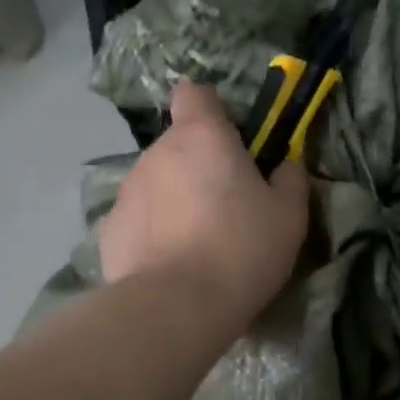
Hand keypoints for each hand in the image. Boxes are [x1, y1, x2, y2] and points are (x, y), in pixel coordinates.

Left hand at [99, 79, 309, 323]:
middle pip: (178, 144)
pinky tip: (168, 264)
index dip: (210, 109)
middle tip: (225, 206)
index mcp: (202, 136)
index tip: (229, 137)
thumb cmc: (241, 249)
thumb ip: (290, 179)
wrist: (176, 306)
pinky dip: (152, 231)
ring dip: (174, 198)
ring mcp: (127, 190)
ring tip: (195, 243)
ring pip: (156, 182)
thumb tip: (286, 164)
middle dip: (198, 164)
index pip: (194, 93)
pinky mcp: (109, 229)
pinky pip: (138, 218)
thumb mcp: (288, 216)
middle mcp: (157, 152)